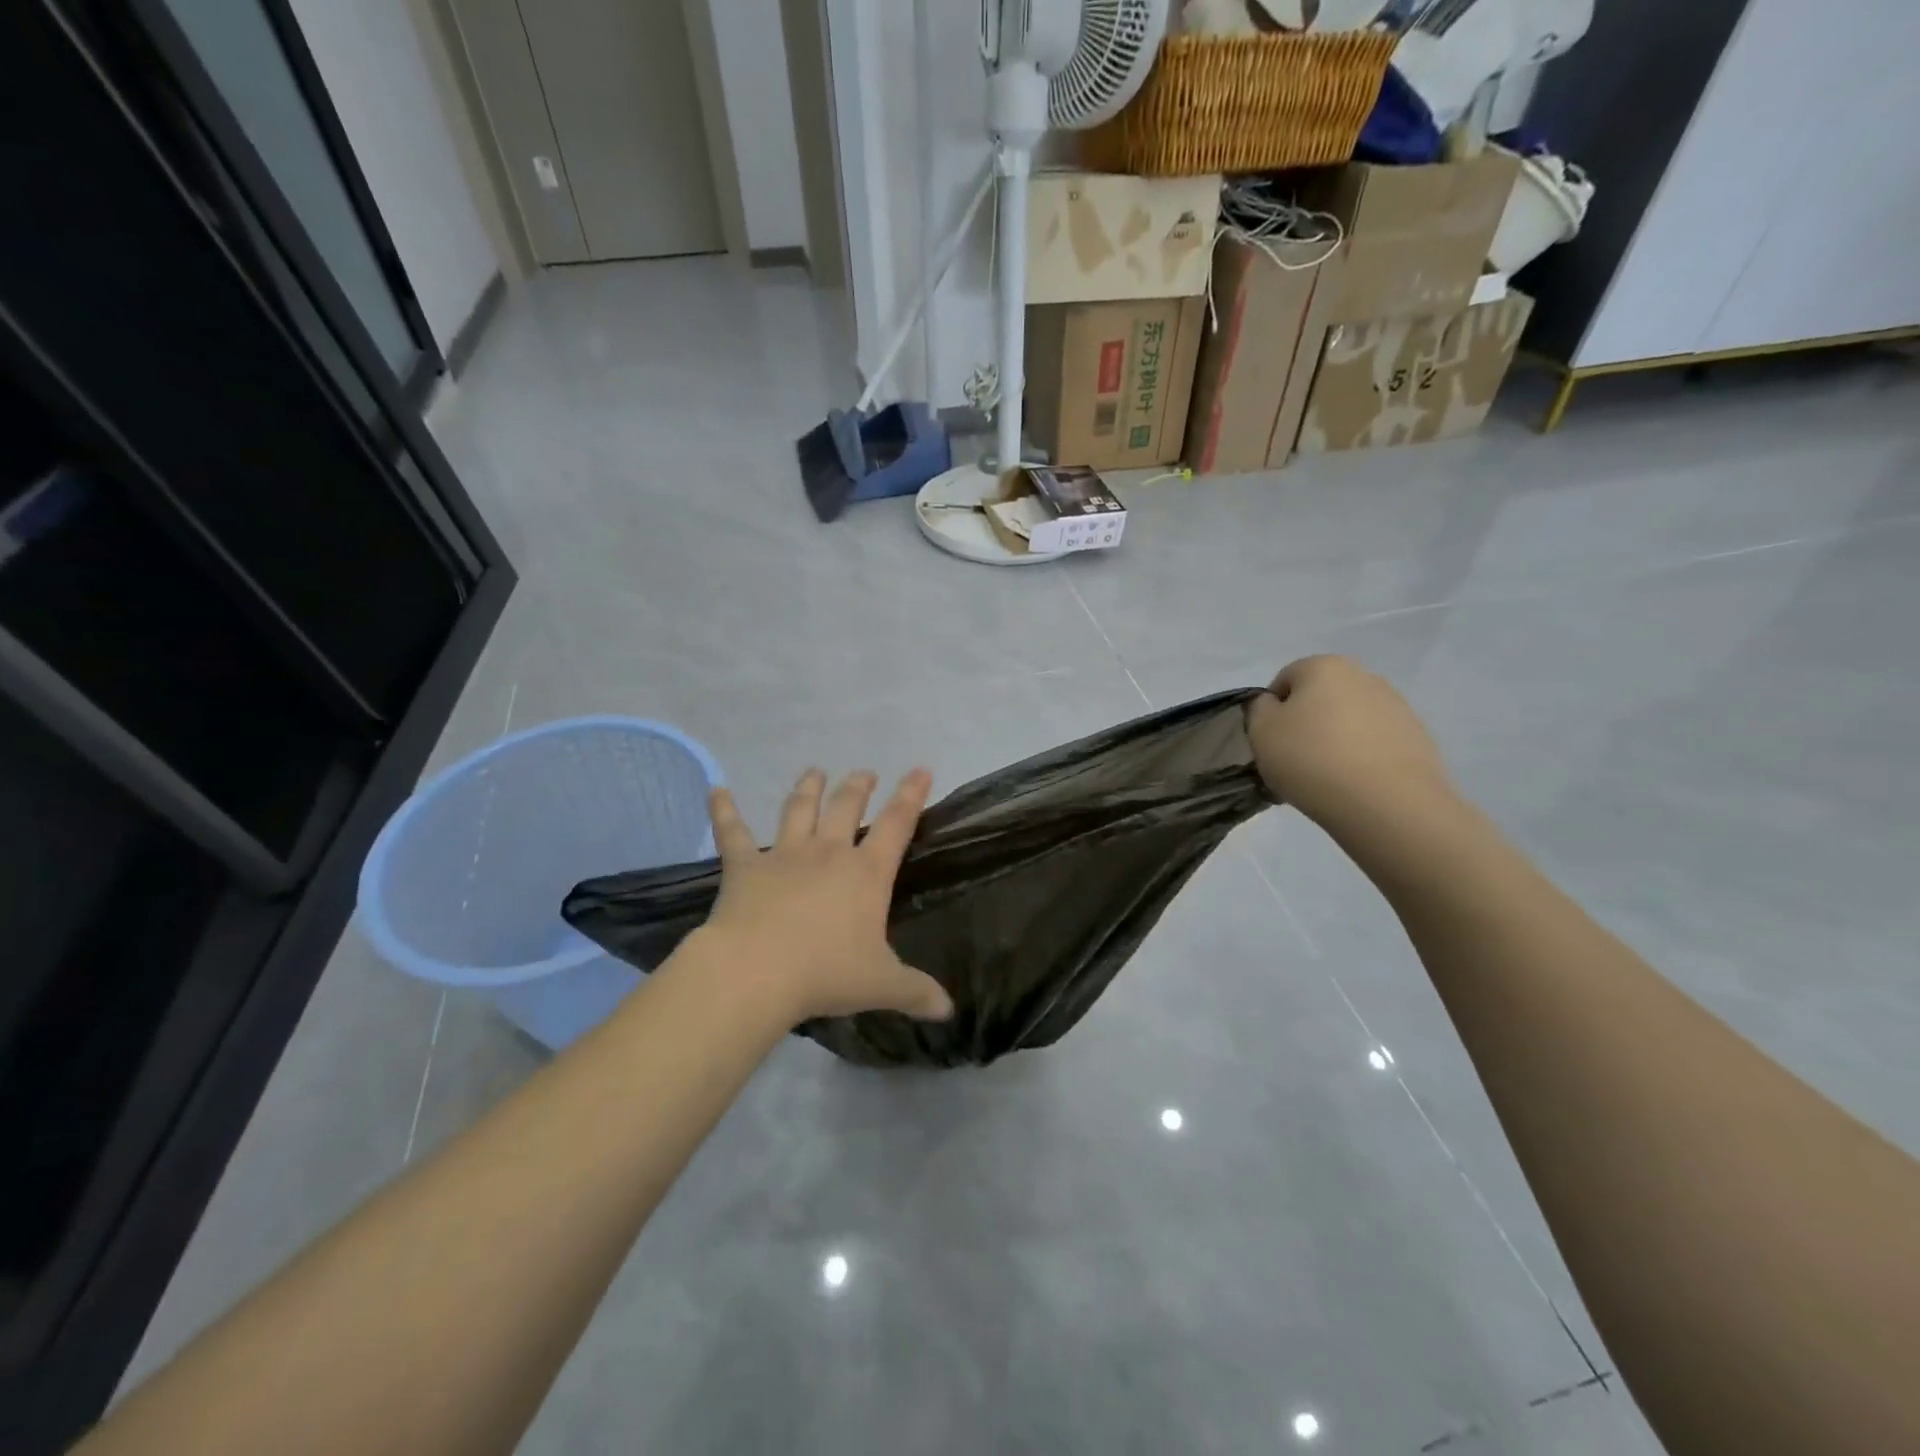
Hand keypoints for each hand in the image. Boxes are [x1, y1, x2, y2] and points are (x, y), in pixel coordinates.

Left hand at [702, 768, 953, 1024]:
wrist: (757, 972)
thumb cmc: (826, 974)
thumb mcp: (881, 985)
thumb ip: (916, 992)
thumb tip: (949, 1010)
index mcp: (866, 873)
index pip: (897, 824)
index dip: (912, 795)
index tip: (921, 769)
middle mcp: (828, 853)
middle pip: (847, 807)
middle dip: (858, 786)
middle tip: (865, 773)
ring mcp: (784, 855)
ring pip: (799, 809)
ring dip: (808, 788)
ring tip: (815, 771)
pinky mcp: (744, 866)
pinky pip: (732, 832)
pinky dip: (723, 810)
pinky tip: (716, 791)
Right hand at [1248, 655, 1454, 826]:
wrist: (1386, 803)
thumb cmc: (1311, 759)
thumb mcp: (1260, 731)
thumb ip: (1258, 709)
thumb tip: (1273, 705)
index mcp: (1324, 666)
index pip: (1284, 680)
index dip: (1271, 711)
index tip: (1270, 743)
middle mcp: (1364, 676)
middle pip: (1321, 698)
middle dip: (1307, 724)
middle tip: (1295, 761)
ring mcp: (1397, 706)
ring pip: (1350, 720)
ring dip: (1335, 740)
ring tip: (1326, 777)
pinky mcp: (1418, 738)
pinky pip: (1376, 743)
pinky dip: (1362, 757)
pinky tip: (1354, 784)